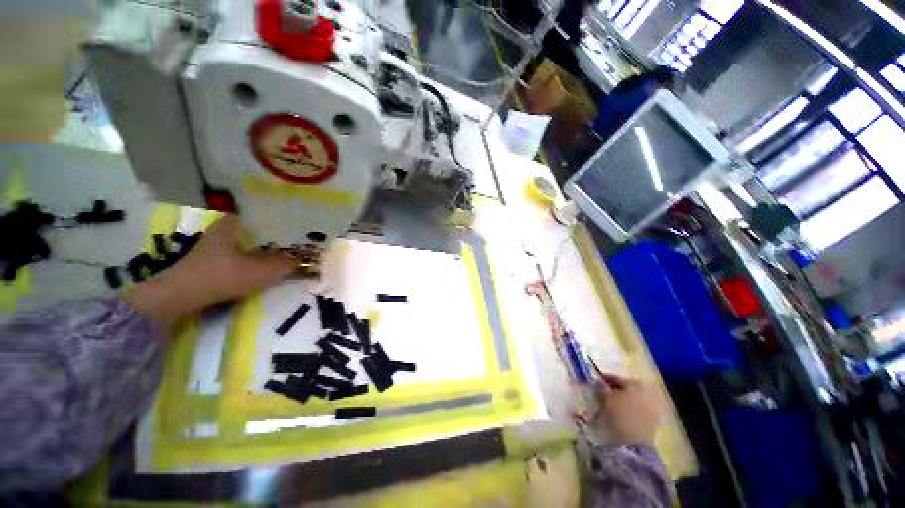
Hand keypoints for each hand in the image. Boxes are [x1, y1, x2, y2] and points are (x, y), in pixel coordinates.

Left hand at [127, 215, 299, 324]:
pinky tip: (266, 265)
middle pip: (259, 230)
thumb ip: (285, 264)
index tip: (300, 229)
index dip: (284, 222)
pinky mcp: (212, 259)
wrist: (177, 297)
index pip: (265, 216)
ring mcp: (216, 244)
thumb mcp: (259, 271)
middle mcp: (224, 229)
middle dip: (278, 237)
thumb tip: (303, 260)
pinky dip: (255, 258)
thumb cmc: (219, 276)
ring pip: (250, 243)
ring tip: (287, 255)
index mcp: (233, 223)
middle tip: (298, 244)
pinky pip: (242, 254)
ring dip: (267, 249)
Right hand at [595, 374, 662, 444]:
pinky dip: (626, 411)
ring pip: (631, 400)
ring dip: (620, 402)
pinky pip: (635, 411)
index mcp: (635, 383)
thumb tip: (599, 384)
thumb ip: (601, 388)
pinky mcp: (652, 422)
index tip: (594, 382)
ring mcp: (652, 408)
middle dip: (613, 391)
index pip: (616, 378)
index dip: (604, 379)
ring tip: (607, 407)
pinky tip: (617, 416)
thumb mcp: (605, 397)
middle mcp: (646, 393)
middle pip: (625, 389)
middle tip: (600, 395)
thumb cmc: (619, 413)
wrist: (635, 443)